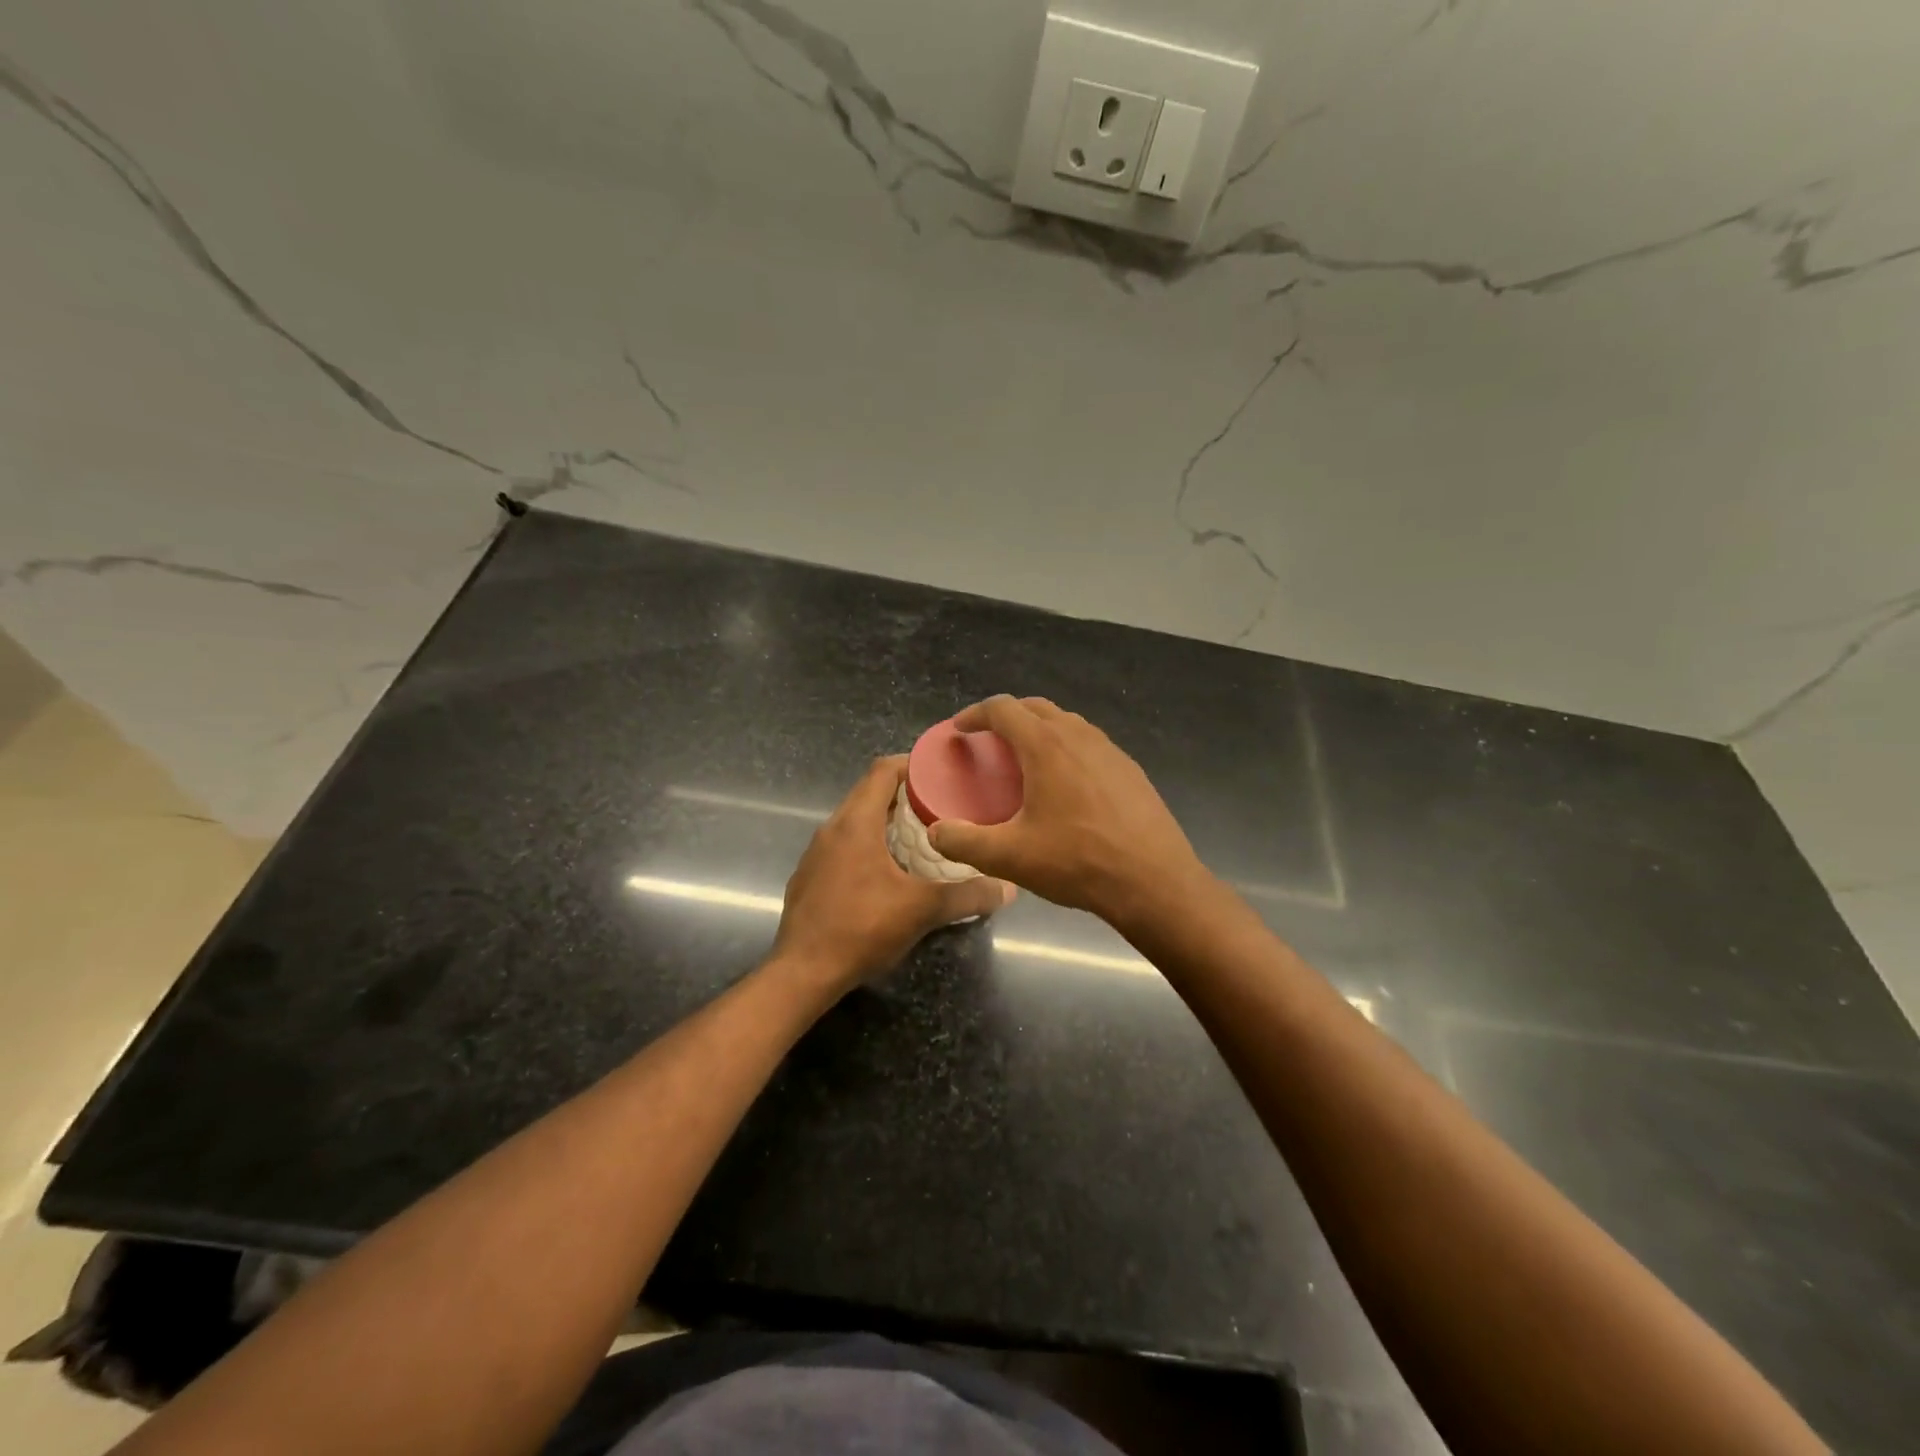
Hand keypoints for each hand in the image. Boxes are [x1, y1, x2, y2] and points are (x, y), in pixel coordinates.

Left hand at [773, 755, 1013, 995]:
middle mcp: (831, 829)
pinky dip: (868, 844)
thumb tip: (1008, 888)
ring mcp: (816, 854)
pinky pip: (843, 846)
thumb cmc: (862, 928)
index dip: (912, 764)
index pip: (882, 771)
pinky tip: (888, 871)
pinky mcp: (810, 877)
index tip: (941, 771)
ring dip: (885, 821)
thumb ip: (967, 895)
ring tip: (921, 835)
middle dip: (904, 794)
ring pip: (855, 821)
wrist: (803, 972)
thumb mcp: (922, 910)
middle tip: (941, 804)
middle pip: (869, 793)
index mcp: (856, 823)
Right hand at [927, 696, 1208, 926]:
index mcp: (1046, 746)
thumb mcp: (1010, 857)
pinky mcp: (1130, 770)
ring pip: (1066, 723)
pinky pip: (1089, 744)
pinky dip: (1066, 748)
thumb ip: (964, 842)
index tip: (960, 730)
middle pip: (1035, 707)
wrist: (1154, 882)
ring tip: (1024, 760)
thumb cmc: (1078, 862)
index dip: (975, 714)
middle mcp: (1079, 736)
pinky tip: (1065, 784)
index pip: (1003, 709)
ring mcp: (1110, 750)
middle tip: (988, 741)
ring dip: (1039, 730)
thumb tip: (936, 832)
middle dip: (1007, 716)